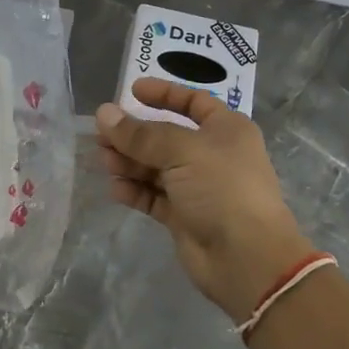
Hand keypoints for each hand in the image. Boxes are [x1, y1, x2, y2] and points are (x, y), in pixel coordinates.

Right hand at [96, 79, 316, 320]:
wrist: (246, 257)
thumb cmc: (222, 188)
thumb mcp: (181, 150)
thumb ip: (140, 134)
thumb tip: (103, 114)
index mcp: (225, 130)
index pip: (192, 102)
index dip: (163, 94)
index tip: (131, 91)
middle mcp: (212, 155)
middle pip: (166, 136)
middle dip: (134, 134)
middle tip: (101, 135)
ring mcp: (197, 187)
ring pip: (156, 167)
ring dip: (129, 162)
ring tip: (104, 162)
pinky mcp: (183, 215)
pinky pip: (153, 196)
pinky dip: (134, 191)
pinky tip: (115, 188)